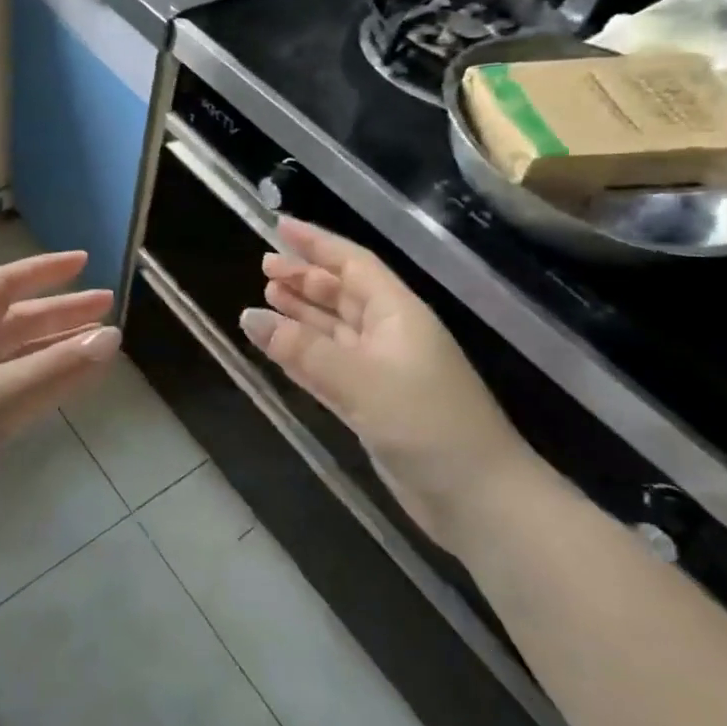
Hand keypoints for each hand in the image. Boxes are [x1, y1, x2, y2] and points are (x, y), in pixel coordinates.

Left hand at [0, 251, 120, 554]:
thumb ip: (55, 370)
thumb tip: (112, 337)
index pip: (3, 284)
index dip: (44, 270)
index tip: (85, 262)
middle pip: (12, 320)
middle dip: (59, 312)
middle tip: (107, 309)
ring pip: (11, 358)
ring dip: (52, 349)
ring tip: (96, 348)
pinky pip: (6, 392)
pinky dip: (38, 384)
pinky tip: (57, 391)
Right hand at [240, 219, 534, 545]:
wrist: (477, 499)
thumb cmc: (427, 423)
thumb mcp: (361, 380)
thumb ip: (303, 349)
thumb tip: (248, 317)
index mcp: (398, 313)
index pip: (353, 264)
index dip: (317, 243)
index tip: (280, 226)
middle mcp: (389, 334)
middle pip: (341, 294)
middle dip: (304, 278)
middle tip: (263, 267)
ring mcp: (381, 371)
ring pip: (332, 330)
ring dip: (301, 314)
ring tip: (266, 297)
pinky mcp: (372, 405)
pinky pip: (328, 367)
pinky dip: (303, 355)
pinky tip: (278, 346)